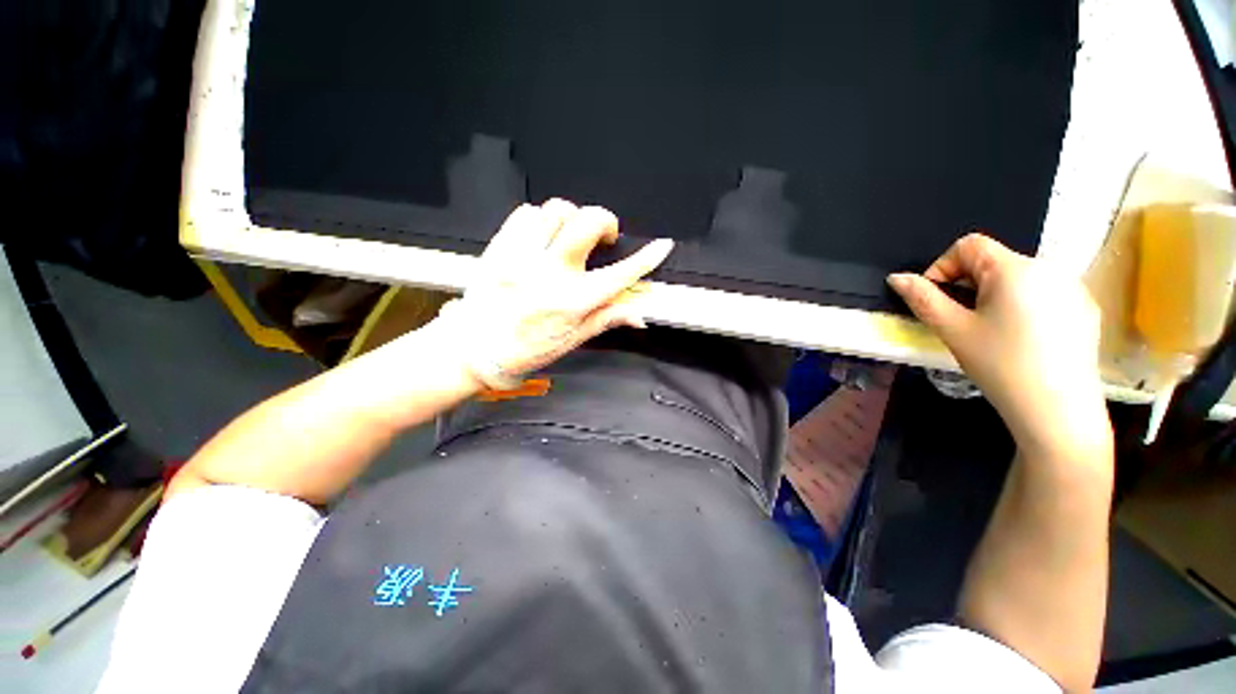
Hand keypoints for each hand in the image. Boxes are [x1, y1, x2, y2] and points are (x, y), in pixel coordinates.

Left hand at [435, 199, 673, 388]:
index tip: (663, 245)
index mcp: (571, 302)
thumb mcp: (572, 339)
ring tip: (569, 236)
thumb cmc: (526, 349)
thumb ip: (606, 319)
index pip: (619, 276)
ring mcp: (521, 256)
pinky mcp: (500, 246)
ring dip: (571, 219)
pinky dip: (540, 219)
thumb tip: (639, 315)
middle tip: (604, 236)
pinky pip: (525, 213)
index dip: (645, 259)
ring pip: (556, 210)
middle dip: (604, 221)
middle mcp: (549, 274)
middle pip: (586, 222)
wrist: (474, 347)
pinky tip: (542, 237)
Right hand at [888, 233, 1111, 463]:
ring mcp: (1073, 288)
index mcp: (1014, 269)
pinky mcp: (1086, 308)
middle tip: (962, 320)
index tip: (937, 299)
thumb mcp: (953, 331)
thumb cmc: (1000, 366)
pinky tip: (1025, 339)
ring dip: (996, 295)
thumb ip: (923, 299)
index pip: (969, 245)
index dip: (943, 267)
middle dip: (969, 285)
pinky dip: (1025, 306)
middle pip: (995, 261)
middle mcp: (1049, 268)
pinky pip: (1045, 294)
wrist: (1058, 411)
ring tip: (993, 332)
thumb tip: (897, 278)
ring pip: (1020, 278)